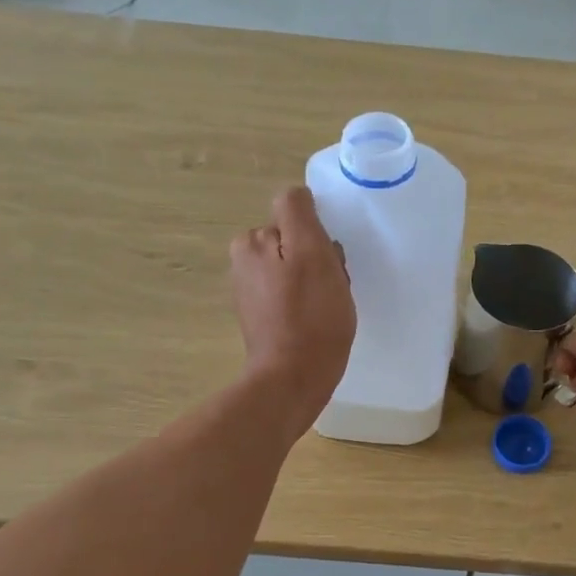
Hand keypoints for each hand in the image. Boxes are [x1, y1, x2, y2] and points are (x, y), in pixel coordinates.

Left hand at [230, 187, 354, 436]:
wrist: (294, 379)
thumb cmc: (310, 316)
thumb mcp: (311, 252)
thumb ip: (299, 213)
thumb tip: (296, 195)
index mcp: (251, 243)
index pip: (297, 218)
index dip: (319, 237)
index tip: (329, 262)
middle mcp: (244, 262)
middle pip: (296, 243)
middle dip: (319, 260)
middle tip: (332, 288)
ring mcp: (252, 293)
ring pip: (298, 270)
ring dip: (318, 283)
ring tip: (328, 308)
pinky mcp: (263, 318)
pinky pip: (293, 296)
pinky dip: (309, 304)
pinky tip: (319, 322)